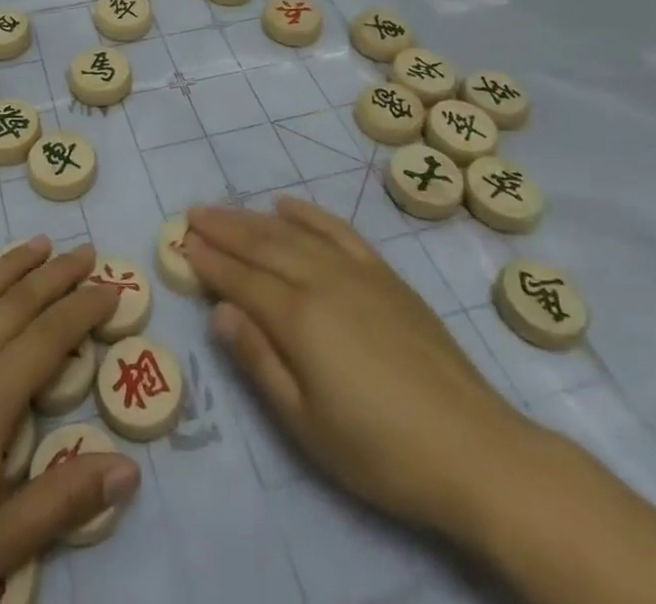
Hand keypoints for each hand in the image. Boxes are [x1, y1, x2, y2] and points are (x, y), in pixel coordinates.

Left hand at [0, 238, 140, 603]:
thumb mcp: (0, 543)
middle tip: (85, 252)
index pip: (52, 336)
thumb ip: (66, 499)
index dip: (85, 309)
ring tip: (36, 244)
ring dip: (7, 265)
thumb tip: (130, 469)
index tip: (112, 288)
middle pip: (17, 302)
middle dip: (56, 275)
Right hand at [184, 198, 538, 544]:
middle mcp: (322, 280)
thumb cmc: (380, 451)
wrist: (475, 451)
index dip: (208, 260)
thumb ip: (259, 361)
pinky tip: (288, 205)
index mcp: (299, 317)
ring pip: (294, 232)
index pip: (240, 279)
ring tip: (226, 210)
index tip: (180, 243)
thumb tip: (220, 311)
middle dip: (224, 229)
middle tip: (193, 214)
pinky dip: (309, 214)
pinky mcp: (386, 276)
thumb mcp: (306, 423)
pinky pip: (338, 230)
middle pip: (262, 245)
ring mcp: (357, 272)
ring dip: (255, 218)